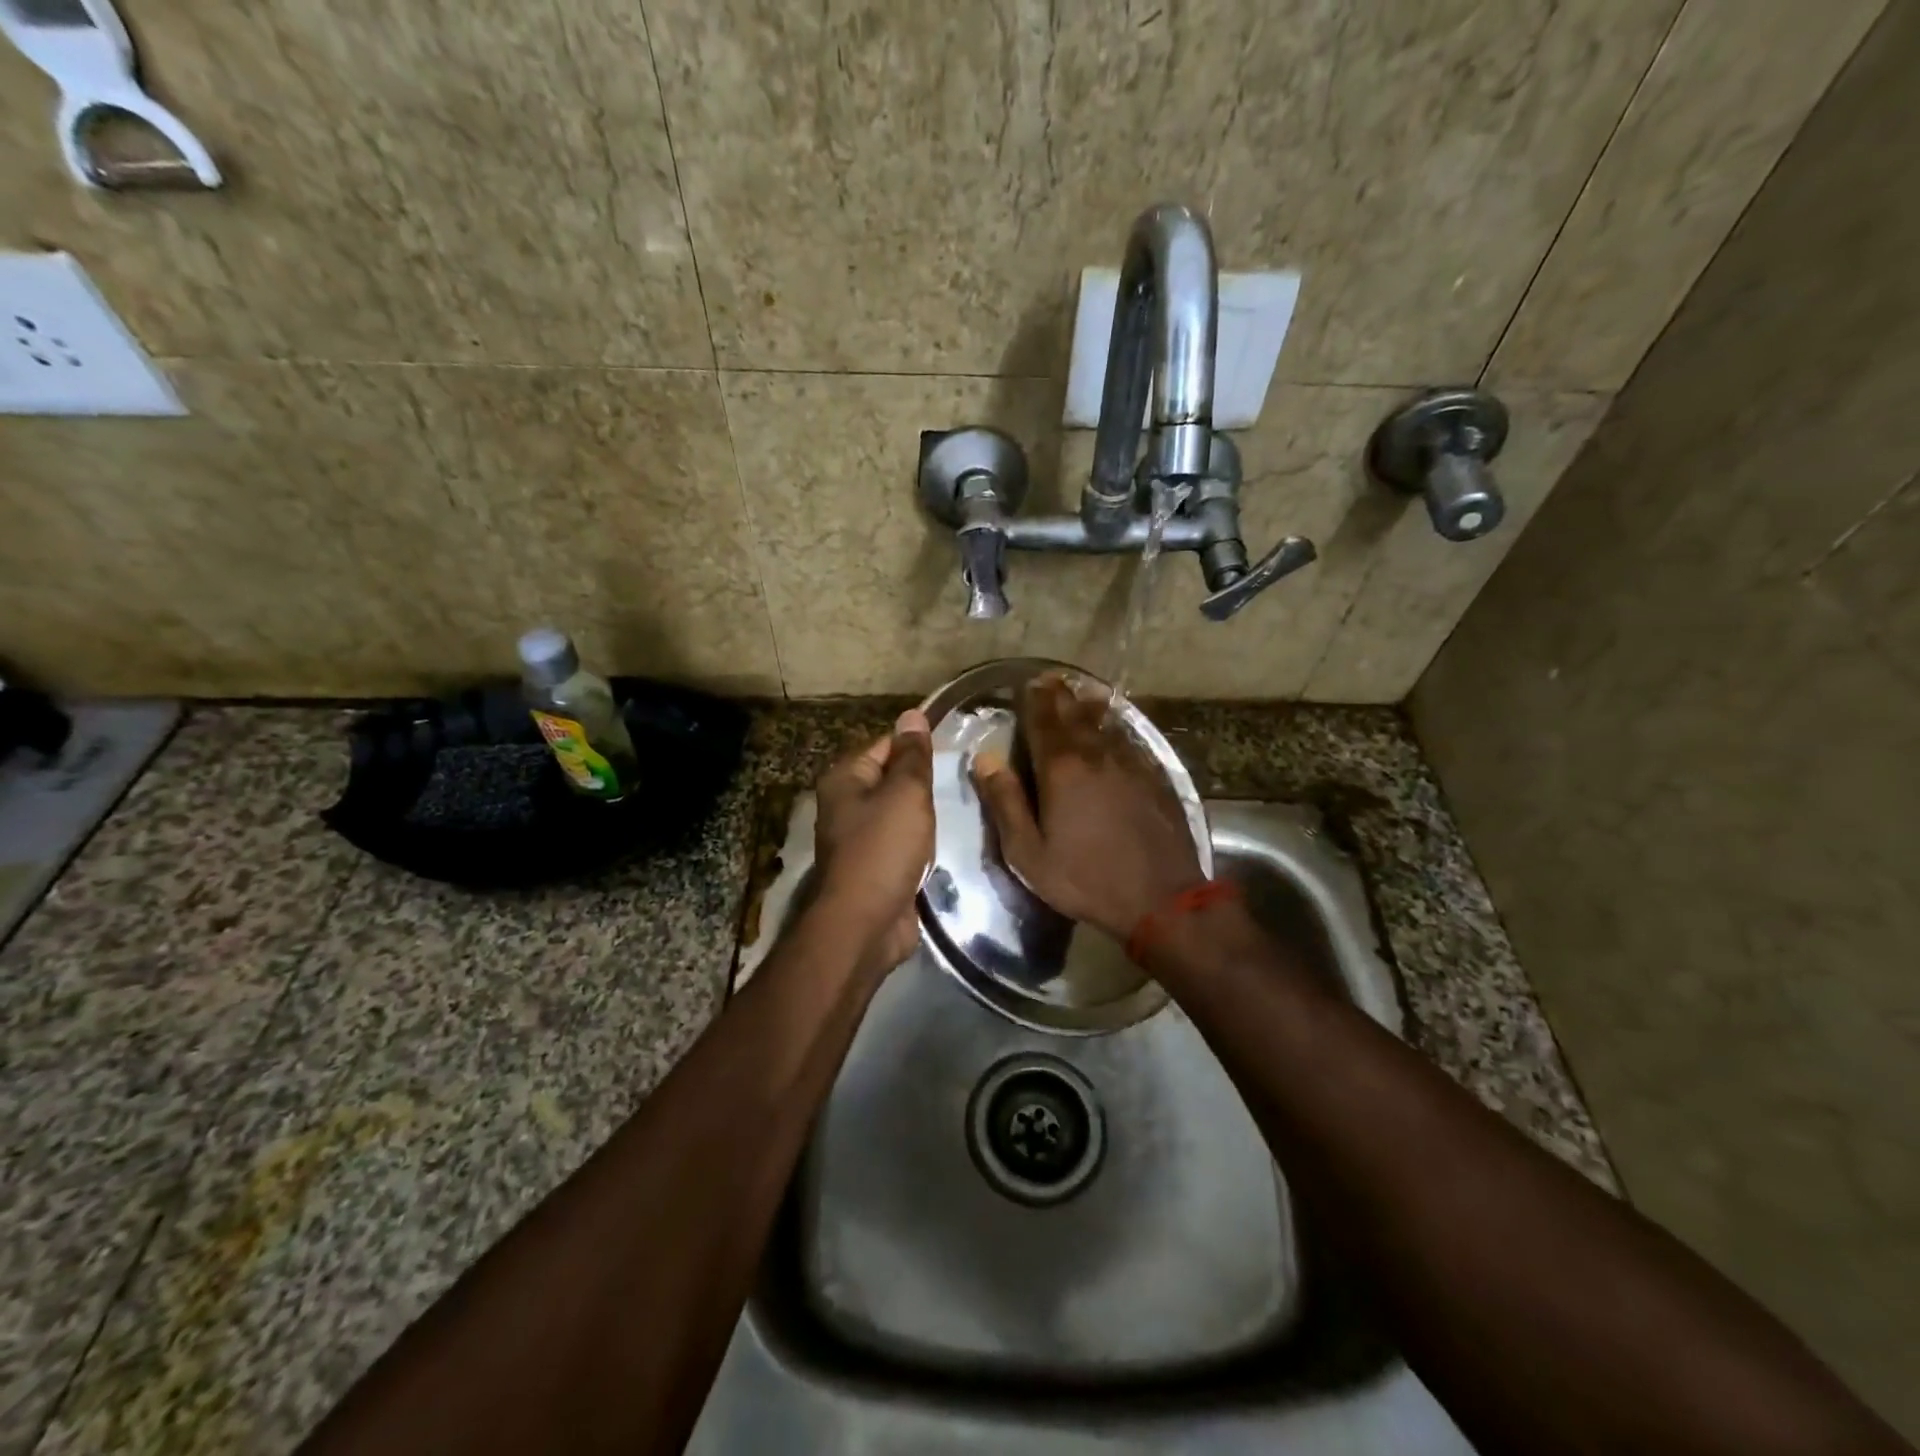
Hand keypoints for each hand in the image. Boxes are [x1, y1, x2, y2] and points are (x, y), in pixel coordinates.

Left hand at [813, 709, 934, 970]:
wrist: (866, 923)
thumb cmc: (884, 848)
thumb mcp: (905, 793)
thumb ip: (912, 756)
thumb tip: (912, 714)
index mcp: (845, 779)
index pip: (885, 745)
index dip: (917, 745)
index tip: (954, 747)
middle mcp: (846, 805)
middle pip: (891, 779)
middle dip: (923, 782)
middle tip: (961, 779)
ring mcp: (858, 839)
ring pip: (899, 814)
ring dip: (923, 816)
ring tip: (958, 808)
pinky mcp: (874, 868)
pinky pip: (902, 844)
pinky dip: (920, 844)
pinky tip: (942, 844)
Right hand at [971, 675, 1203, 941]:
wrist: (1160, 898)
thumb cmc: (1085, 878)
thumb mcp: (1028, 852)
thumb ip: (1005, 802)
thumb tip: (985, 758)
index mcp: (1061, 768)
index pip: (1043, 720)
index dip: (1034, 699)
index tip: (1028, 683)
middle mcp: (1096, 755)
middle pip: (1075, 715)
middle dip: (1060, 696)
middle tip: (1051, 680)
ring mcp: (1131, 764)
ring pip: (1106, 724)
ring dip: (1089, 706)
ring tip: (1080, 694)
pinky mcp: (1155, 778)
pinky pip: (1130, 741)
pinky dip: (1117, 729)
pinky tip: (1115, 730)